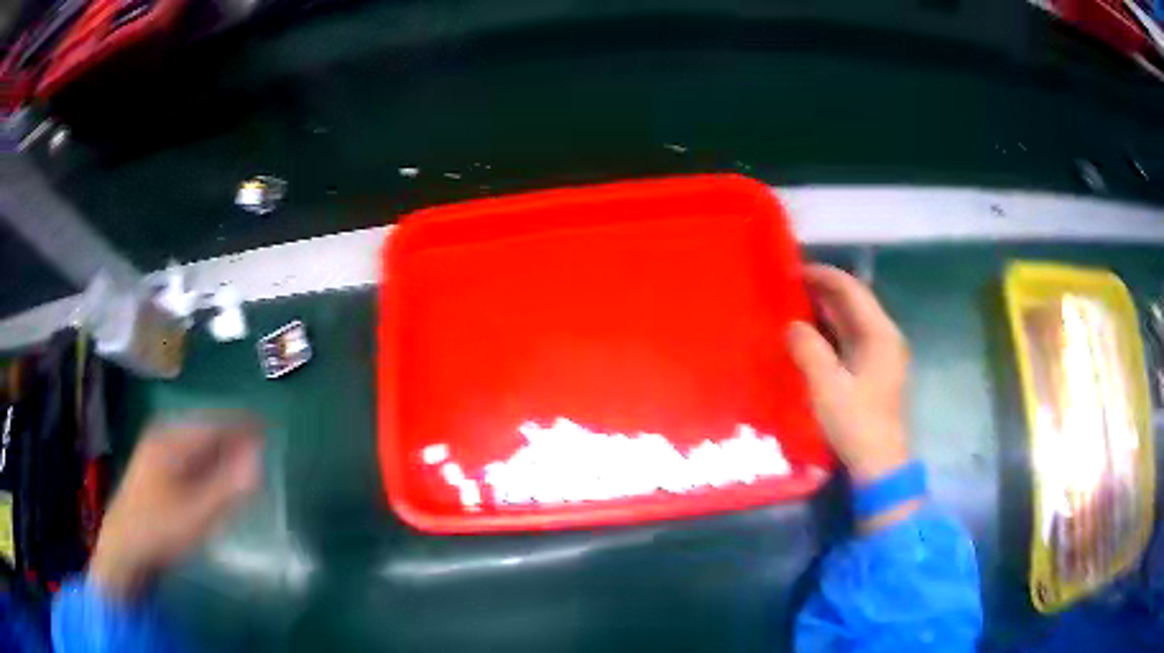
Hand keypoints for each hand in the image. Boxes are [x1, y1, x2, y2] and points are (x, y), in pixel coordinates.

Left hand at [89, 413, 262, 599]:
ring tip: (242, 463)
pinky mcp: (153, 469)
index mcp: (171, 439)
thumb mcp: (198, 513)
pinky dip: (205, 463)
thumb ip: (229, 486)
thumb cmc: (160, 529)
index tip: (267, 428)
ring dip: (219, 451)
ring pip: (195, 444)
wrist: (124, 549)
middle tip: (259, 449)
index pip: (213, 423)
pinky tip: (213, 478)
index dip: (241, 425)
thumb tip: (259, 458)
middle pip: (204, 430)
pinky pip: (187, 457)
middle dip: (231, 437)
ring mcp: (155, 452)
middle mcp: (162, 437)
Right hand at [786, 264, 910, 484]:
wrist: (879, 464)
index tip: (794, 270)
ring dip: (827, 311)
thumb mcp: (827, 386)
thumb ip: (808, 349)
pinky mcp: (875, 373)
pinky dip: (832, 331)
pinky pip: (852, 339)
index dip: (824, 276)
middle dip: (825, 290)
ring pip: (853, 321)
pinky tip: (812, 336)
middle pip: (855, 303)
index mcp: (880, 334)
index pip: (852, 290)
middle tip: (790, 285)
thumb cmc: (856, 423)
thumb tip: (792, 325)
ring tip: (796, 304)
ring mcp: (882, 356)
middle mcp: (886, 338)